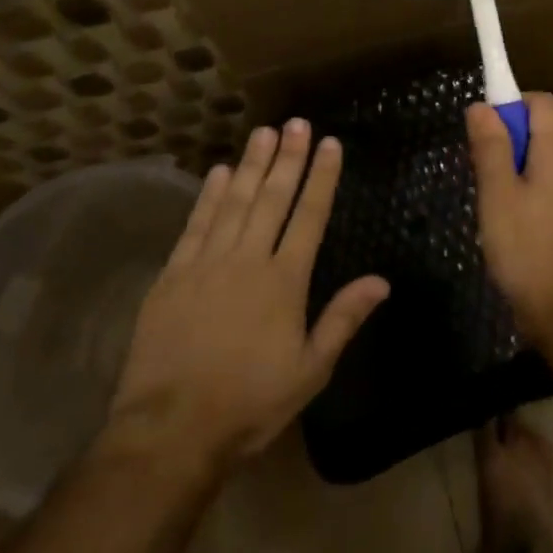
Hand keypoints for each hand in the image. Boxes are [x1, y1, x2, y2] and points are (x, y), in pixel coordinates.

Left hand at [97, 121, 389, 472]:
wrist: (171, 430)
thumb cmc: (249, 403)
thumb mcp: (309, 371)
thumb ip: (343, 319)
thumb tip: (381, 281)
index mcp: (285, 281)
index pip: (309, 216)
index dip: (321, 177)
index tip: (330, 143)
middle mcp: (248, 260)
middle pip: (272, 198)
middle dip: (288, 158)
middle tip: (297, 122)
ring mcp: (207, 263)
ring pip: (234, 201)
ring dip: (251, 164)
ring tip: (264, 132)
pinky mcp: (173, 275)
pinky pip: (196, 224)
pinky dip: (208, 195)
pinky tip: (218, 171)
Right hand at [467, 93, 552, 353]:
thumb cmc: (527, 250)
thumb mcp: (498, 195)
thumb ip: (491, 147)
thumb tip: (482, 105)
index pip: (541, 102)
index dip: (511, 102)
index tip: (483, 125)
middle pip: (541, 132)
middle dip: (507, 141)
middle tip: (479, 173)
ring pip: (543, 164)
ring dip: (515, 171)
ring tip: (490, 205)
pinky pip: (549, 190)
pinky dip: (527, 194)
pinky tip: (510, 227)